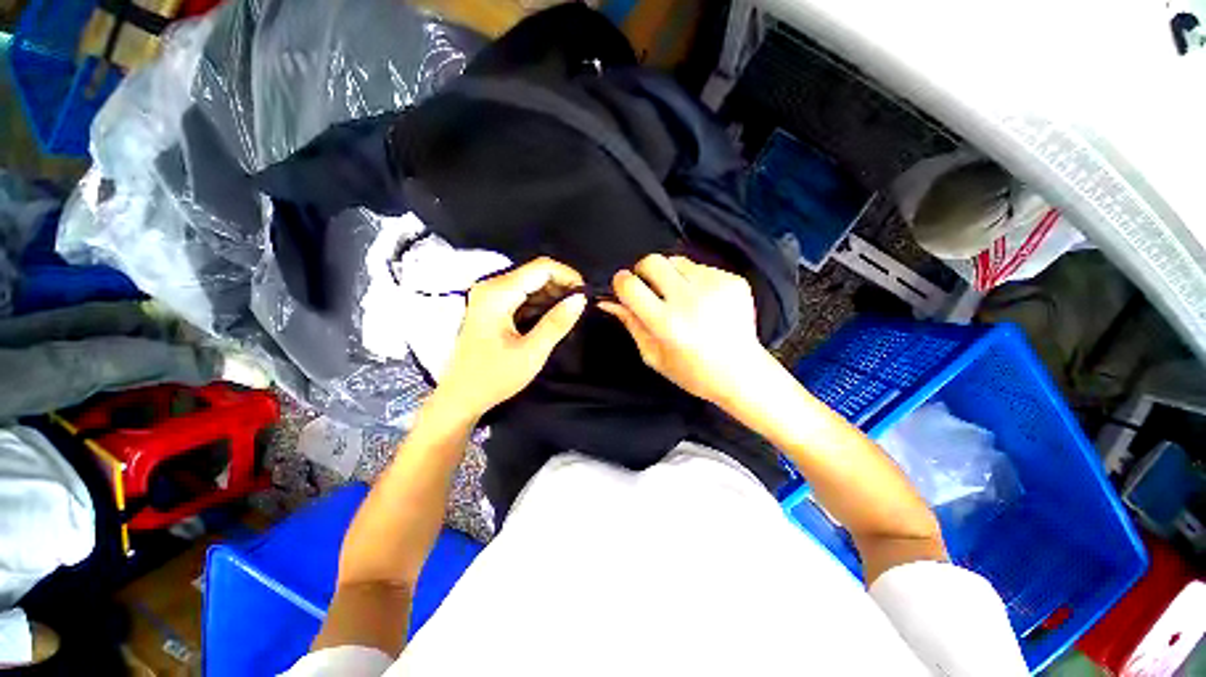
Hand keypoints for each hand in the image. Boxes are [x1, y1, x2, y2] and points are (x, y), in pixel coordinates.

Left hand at [437, 257, 586, 418]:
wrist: (461, 397)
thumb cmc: (494, 377)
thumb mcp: (532, 352)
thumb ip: (557, 322)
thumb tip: (580, 299)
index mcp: (498, 293)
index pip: (542, 267)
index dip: (568, 276)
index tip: (585, 295)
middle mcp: (492, 287)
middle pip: (536, 273)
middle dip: (562, 286)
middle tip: (580, 308)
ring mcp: (490, 296)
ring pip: (531, 283)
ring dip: (553, 295)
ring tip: (570, 314)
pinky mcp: (492, 307)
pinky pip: (523, 295)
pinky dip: (541, 303)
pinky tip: (552, 318)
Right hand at [599, 254, 768, 404]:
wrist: (742, 373)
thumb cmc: (692, 372)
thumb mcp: (653, 356)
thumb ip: (630, 324)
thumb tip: (608, 301)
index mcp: (667, 323)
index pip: (629, 284)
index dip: (621, 283)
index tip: (625, 289)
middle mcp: (690, 299)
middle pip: (652, 260)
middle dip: (644, 271)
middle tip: (651, 289)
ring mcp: (715, 286)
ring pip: (676, 260)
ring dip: (670, 275)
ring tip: (681, 297)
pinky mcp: (733, 280)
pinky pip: (700, 267)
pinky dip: (694, 280)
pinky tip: (703, 301)